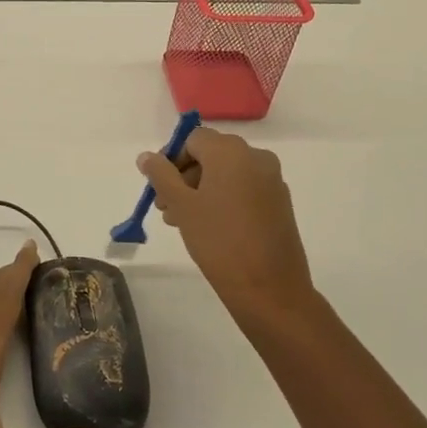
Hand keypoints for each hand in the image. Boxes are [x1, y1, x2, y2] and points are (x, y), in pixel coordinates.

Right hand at [137, 128, 319, 325]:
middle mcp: (256, 157)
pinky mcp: (280, 202)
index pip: (193, 139)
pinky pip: (244, 188)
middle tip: (166, 207)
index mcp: (231, 152)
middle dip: (184, 176)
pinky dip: (224, 198)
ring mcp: (272, 180)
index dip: (171, 159)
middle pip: (211, 154)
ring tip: (183, 221)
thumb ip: (161, 175)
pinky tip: (210, 227)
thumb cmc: (219, 241)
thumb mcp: (182, 206)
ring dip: (201, 189)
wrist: (270, 288)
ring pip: (227, 173)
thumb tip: (147, 156)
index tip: (159, 187)